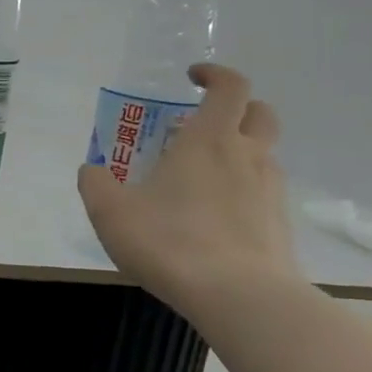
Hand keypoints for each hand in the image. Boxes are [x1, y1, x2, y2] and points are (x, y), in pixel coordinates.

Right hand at [77, 64, 299, 316]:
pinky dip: (243, 189)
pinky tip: (215, 216)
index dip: (214, 74)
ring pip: (263, 154)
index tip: (193, 77)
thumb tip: (92, 170)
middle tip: (203, 123)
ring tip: (202, 176)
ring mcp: (270, 190)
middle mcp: (248, 156)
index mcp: (209, 140)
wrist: (239, 296)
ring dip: (239, 151)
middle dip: (236, 108)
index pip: (230, 87)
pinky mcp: (279, 224)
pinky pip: (263, 191)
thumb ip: (95, 183)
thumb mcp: (110, 211)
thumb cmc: (169, 241)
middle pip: (260, 113)